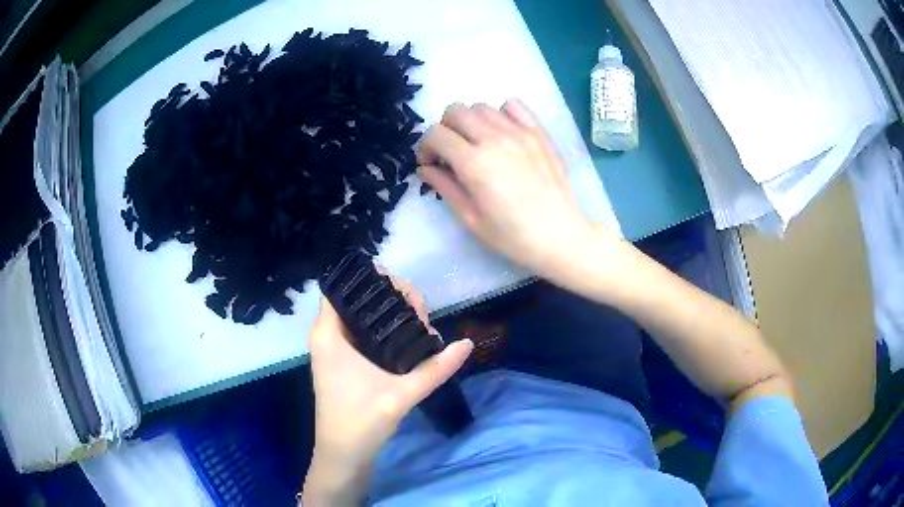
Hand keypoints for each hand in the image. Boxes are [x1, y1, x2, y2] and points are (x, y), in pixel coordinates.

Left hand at [302, 276, 472, 503]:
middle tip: (421, 316)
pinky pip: (362, 332)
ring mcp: (333, 349)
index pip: (346, 287)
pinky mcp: (342, 361)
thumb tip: (467, 344)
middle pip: (358, 299)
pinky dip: (384, 330)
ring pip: (362, 316)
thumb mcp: (401, 394)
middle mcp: (326, 335)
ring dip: (390, 316)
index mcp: (328, 333)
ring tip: (420, 326)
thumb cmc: (361, 421)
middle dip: (392, 300)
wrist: (343, 455)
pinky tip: (408, 339)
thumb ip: (436, 368)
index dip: (376, 282)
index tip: (407, 295)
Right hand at [417, 99, 614, 281]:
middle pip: (455, 111)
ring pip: (481, 106)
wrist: (560, 235)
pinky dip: (501, 113)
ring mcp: (519, 132)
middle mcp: (494, 138)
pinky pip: (513, 105)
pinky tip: (502, 132)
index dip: (425, 147)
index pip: (435, 134)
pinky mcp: (538, 132)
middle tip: (451, 152)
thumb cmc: (512, 235)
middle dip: (444, 129)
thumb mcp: (470, 218)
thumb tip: (425, 167)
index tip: (431, 164)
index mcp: (474, 163)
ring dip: (470, 121)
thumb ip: (444, 186)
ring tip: (476, 143)